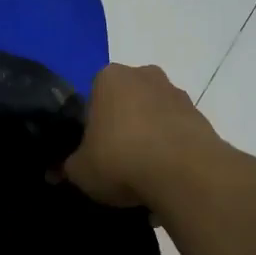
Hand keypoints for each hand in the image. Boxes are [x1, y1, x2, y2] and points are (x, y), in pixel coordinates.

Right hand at [65, 63, 223, 208]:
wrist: (185, 173)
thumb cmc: (121, 159)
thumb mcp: (80, 170)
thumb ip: (66, 167)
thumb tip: (54, 172)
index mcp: (109, 77)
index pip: (92, 98)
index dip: (90, 127)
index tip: (92, 151)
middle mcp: (144, 75)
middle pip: (127, 103)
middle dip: (122, 127)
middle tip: (116, 161)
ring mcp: (177, 94)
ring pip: (154, 117)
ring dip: (149, 138)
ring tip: (144, 176)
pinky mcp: (201, 117)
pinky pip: (177, 134)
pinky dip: (171, 151)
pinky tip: (166, 178)